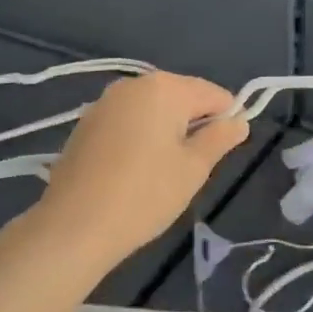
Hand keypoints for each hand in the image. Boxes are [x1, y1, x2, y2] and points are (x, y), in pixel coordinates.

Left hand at [35, 72, 250, 269]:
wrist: (72, 227)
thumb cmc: (144, 195)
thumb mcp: (194, 169)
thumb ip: (220, 138)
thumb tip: (239, 121)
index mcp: (166, 87)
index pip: (214, 94)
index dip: (227, 120)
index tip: (223, 153)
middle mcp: (134, 84)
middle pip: (182, 96)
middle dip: (194, 124)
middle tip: (193, 166)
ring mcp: (106, 102)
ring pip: (153, 109)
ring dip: (167, 131)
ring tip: (163, 171)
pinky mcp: (86, 123)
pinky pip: (128, 121)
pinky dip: (140, 137)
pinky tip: (135, 170)